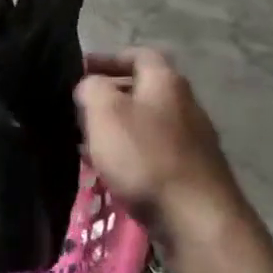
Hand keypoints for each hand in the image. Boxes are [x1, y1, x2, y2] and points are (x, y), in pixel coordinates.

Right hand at [74, 49, 245, 245]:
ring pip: (144, 122)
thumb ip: (92, 88)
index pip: (138, 54)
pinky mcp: (189, 171)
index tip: (80, 70)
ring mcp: (190, 139)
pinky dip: (128, 153)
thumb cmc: (145, 156)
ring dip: (115, 128)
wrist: (196, 219)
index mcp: (165, 81)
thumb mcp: (105, 112)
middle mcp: (184, 104)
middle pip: (141, 89)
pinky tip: (109, 170)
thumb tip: (91, 85)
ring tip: (85, 142)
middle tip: (77, 109)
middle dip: (108, 96)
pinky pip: (151, 151)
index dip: (108, 58)